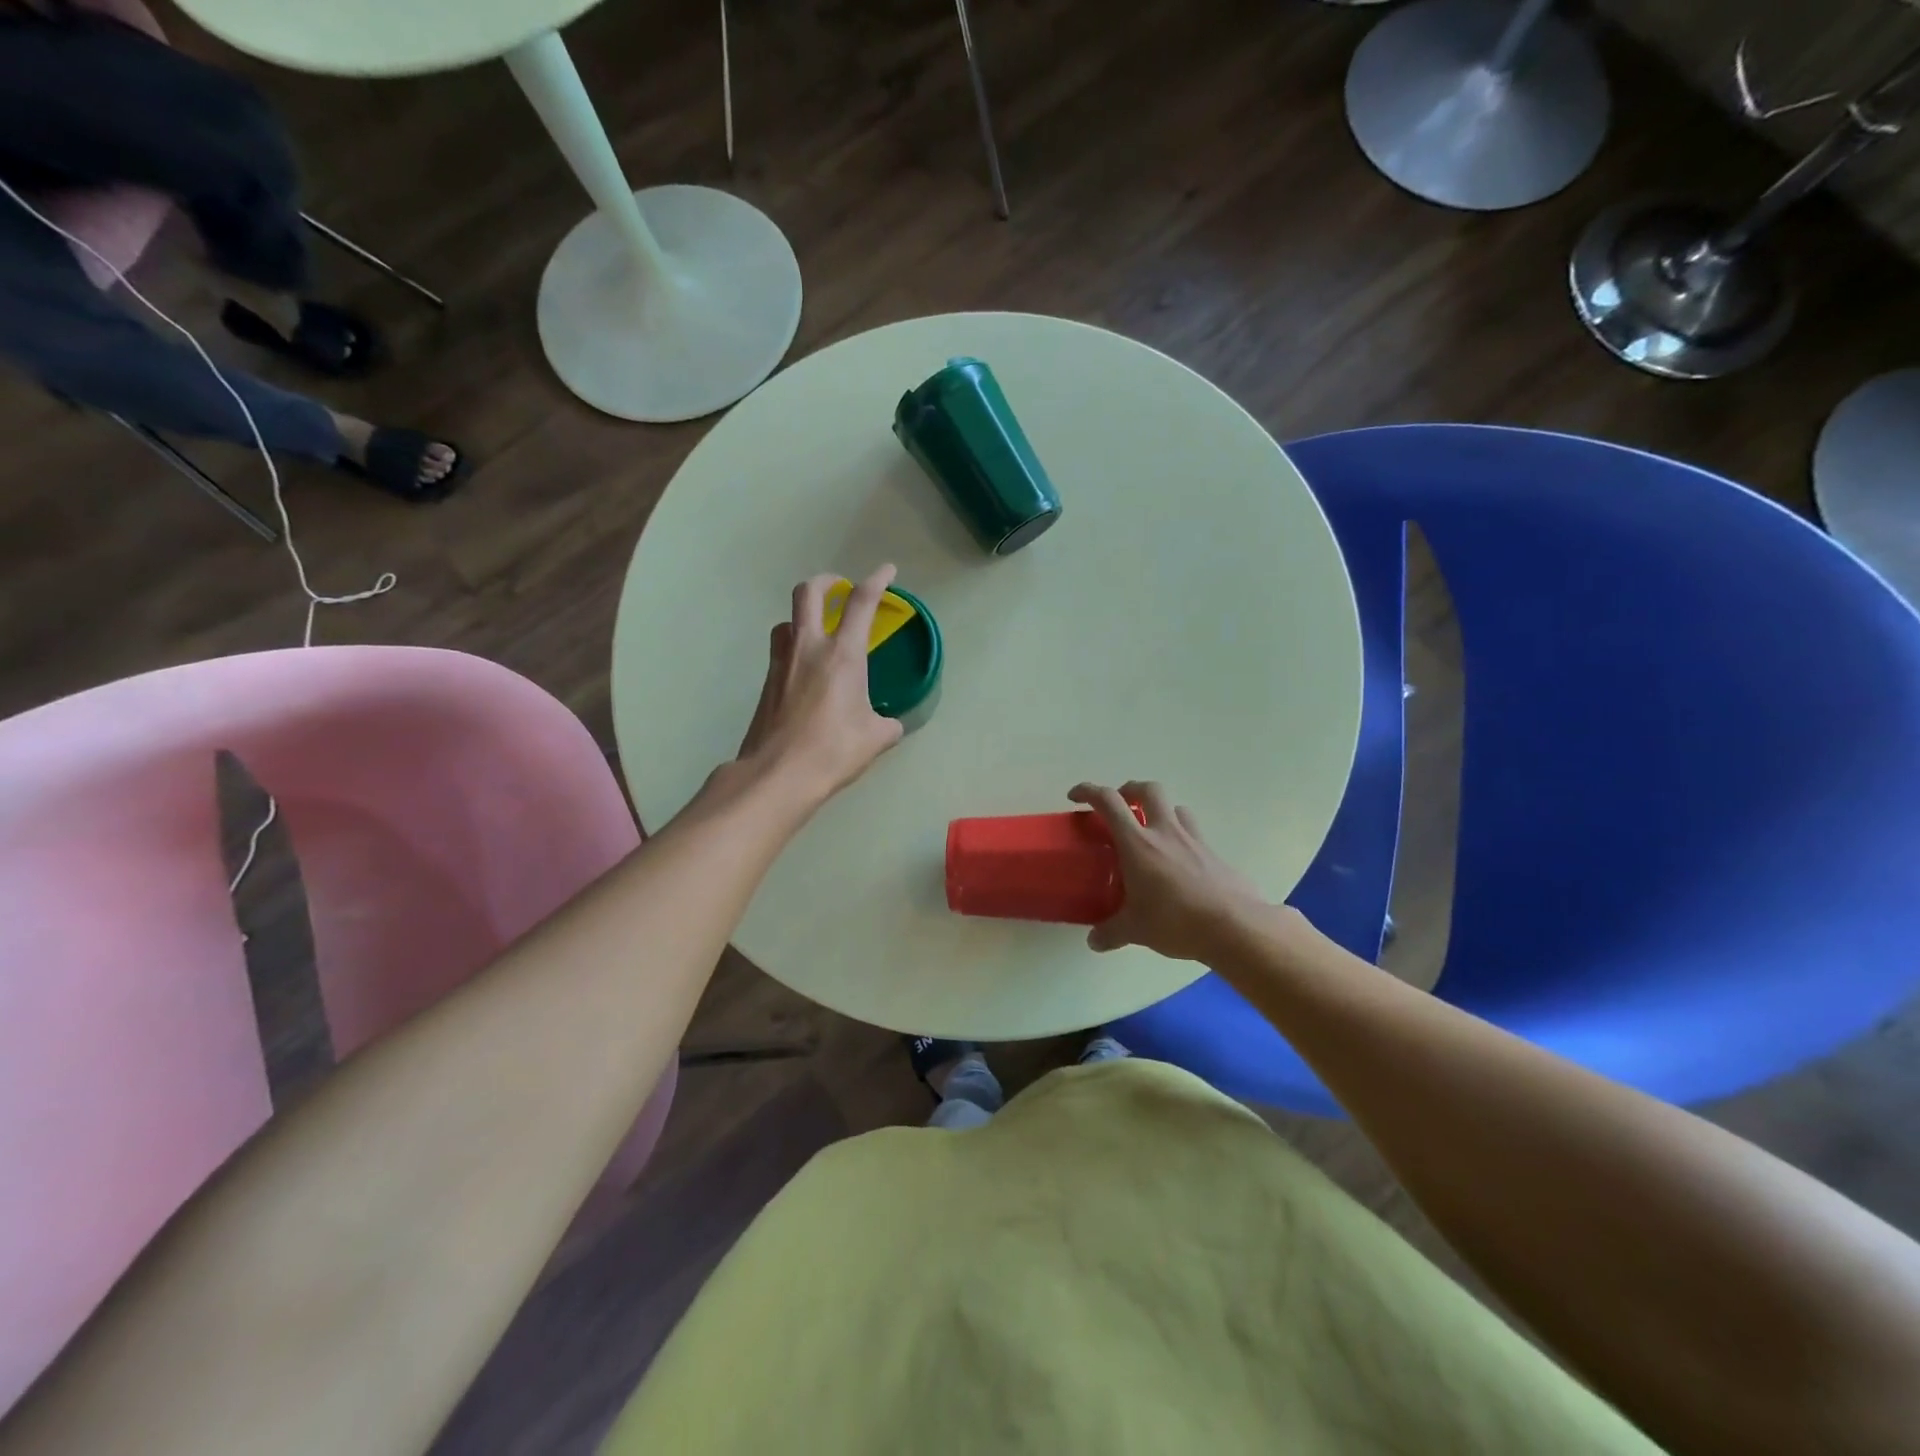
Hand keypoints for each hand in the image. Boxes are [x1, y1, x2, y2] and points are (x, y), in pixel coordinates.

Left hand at [736, 567, 905, 806]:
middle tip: (839, 588)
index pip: (861, 603)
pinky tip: (805, 673)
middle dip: (826, 582)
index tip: (886, 571)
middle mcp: (809, 648)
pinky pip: (780, 651)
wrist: (778, 773)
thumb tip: (889, 725)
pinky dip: (793, 649)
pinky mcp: (767, 683)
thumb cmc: (834, 750)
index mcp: (842, 654)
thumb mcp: (876, 738)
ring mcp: (782, 663)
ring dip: (803, 617)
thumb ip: (887, 724)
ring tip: (817, 632)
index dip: (876, 581)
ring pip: (787, 621)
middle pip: (808, 592)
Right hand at [1069, 780, 1278, 962]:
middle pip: (1148, 789)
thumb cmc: (1175, 921)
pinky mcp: (1214, 853)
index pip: (1108, 802)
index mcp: (1137, 844)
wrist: (1234, 926)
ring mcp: (1193, 840)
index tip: (1076, 797)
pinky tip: (1178, 861)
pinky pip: (1194, 833)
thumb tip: (1093, 941)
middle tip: (1120, 806)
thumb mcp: (1135, 930)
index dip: (1088, 791)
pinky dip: (1181, 837)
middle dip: (1130, 790)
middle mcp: (1165, 832)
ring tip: (1152, 831)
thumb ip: (1111, 932)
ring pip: (1175, 807)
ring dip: (1160, 810)